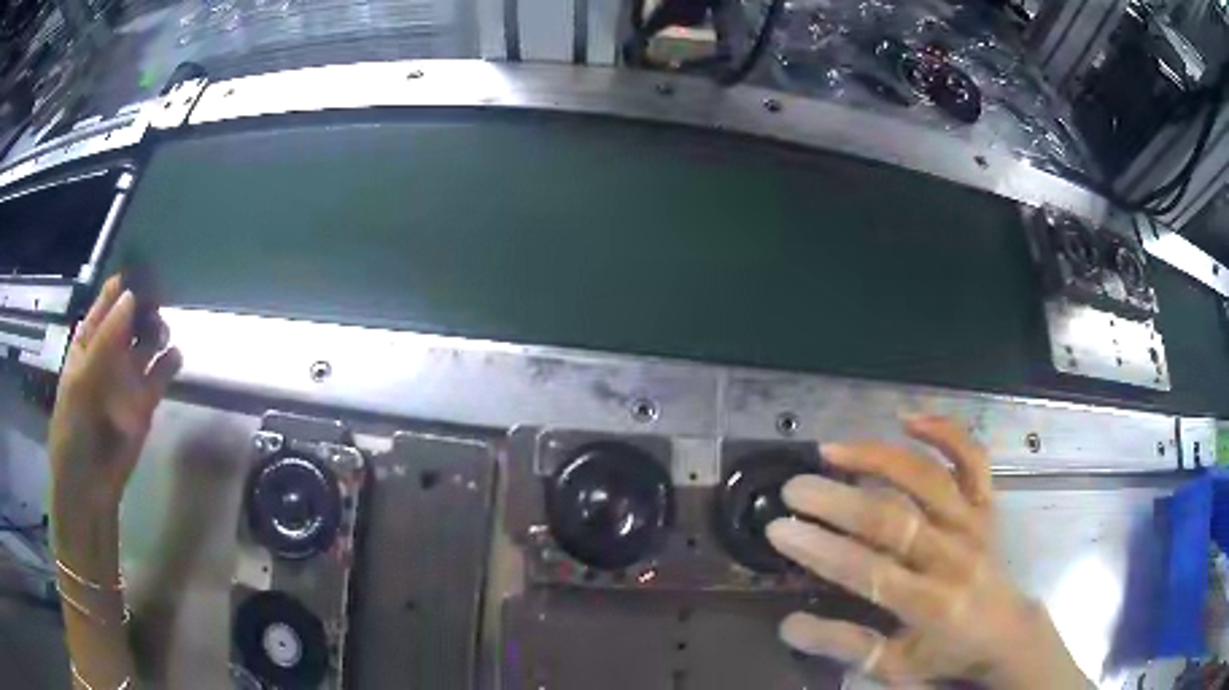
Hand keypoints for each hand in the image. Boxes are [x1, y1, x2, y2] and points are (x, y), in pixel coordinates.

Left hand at [50, 275, 182, 508]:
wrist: (89, 486)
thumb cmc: (73, 431)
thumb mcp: (81, 384)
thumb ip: (104, 342)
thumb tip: (131, 296)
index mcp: (87, 345)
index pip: (104, 305)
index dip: (119, 287)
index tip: (138, 269)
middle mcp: (109, 354)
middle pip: (130, 319)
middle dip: (143, 305)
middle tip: (157, 296)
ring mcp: (127, 378)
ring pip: (147, 342)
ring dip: (156, 330)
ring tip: (162, 330)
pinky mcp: (146, 403)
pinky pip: (161, 375)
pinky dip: (169, 363)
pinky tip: (174, 356)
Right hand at [766, 414, 1088, 688]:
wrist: (1005, 633)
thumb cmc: (947, 654)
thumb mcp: (894, 667)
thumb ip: (845, 645)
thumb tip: (789, 625)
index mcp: (931, 604)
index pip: (870, 572)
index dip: (823, 549)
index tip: (780, 528)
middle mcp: (954, 556)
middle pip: (895, 519)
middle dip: (839, 501)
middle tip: (794, 488)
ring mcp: (973, 522)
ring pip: (928, 479)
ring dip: (880, 458)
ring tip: (834, 449)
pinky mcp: (986, 503)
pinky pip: (972, 459)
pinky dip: (945, 432)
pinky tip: (908, 419)